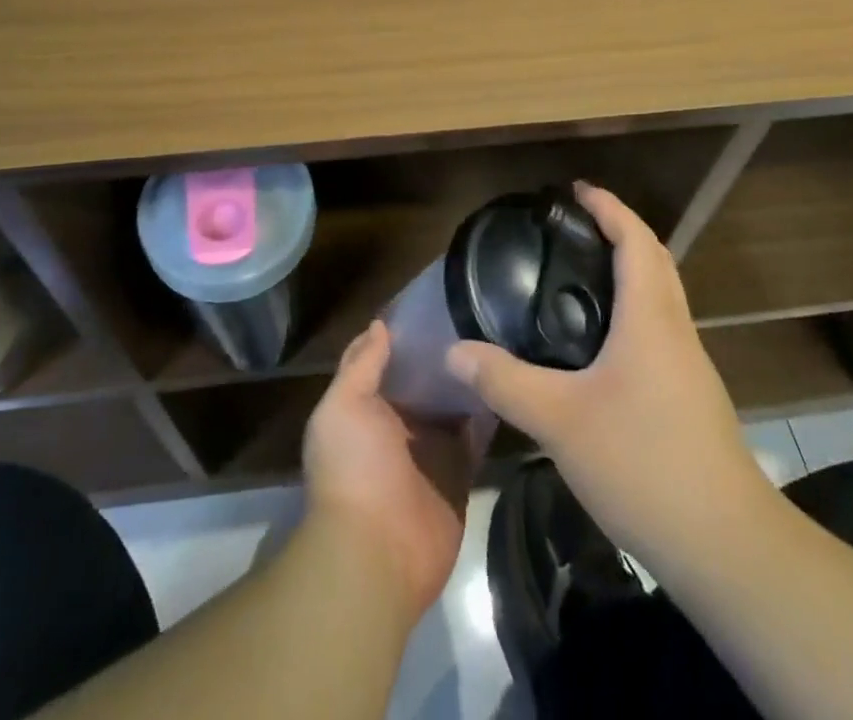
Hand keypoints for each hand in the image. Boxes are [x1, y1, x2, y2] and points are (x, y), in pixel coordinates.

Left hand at [302, 319, 477, 619]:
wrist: (376, 553)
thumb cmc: (353, 468)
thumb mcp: (344, 405)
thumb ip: (362, 364)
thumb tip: (379, 323)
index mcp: (367, 406)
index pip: (388, 360)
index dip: (407, 333)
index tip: (438, 299)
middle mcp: (399, 424)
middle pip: (425, 381)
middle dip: (444, 354)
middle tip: (479, 312)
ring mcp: (431, 450)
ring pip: (453, 406)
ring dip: (468, 380)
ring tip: (499, 337)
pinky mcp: (460, 474)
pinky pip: (476, 438)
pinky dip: (489, 414)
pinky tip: (508, 381)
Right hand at [445, 181, 773, 578]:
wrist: (727, 547)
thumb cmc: (644, 464)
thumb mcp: (560, 422)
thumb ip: (505, 382)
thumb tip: (455, 352)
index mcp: (651, 319)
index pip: (635, 241)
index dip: (609, 208)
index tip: (577, 190)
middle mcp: (676, 331)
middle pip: (655, 261)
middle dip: (621, 230)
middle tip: (575, 224)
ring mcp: (690, 367)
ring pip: (662, 296)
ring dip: (630, 270)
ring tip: (582, 273)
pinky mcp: (692, 398)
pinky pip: (661, 329)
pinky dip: (634, 309)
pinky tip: (602, 342)